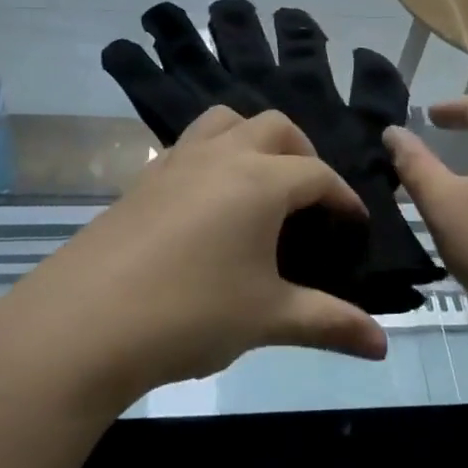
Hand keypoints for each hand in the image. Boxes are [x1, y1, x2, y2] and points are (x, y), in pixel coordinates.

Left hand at [0, 107, 387, 409]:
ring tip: (260, 183)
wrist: (84, 323)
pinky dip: (213, 156)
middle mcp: (222, 156)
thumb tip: (382, 346)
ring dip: (252, 139)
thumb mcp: (268, 319)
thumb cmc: (190, 314)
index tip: (355, 225)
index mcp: (261, 180)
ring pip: (225, 120)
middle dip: (303, 152)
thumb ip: (330, 323)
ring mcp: (177, 162)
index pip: (318, 174)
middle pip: (275, 127)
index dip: (344, 198)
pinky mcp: (143, 179)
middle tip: (310, 198)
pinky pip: (189, 144)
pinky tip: (208, 204)